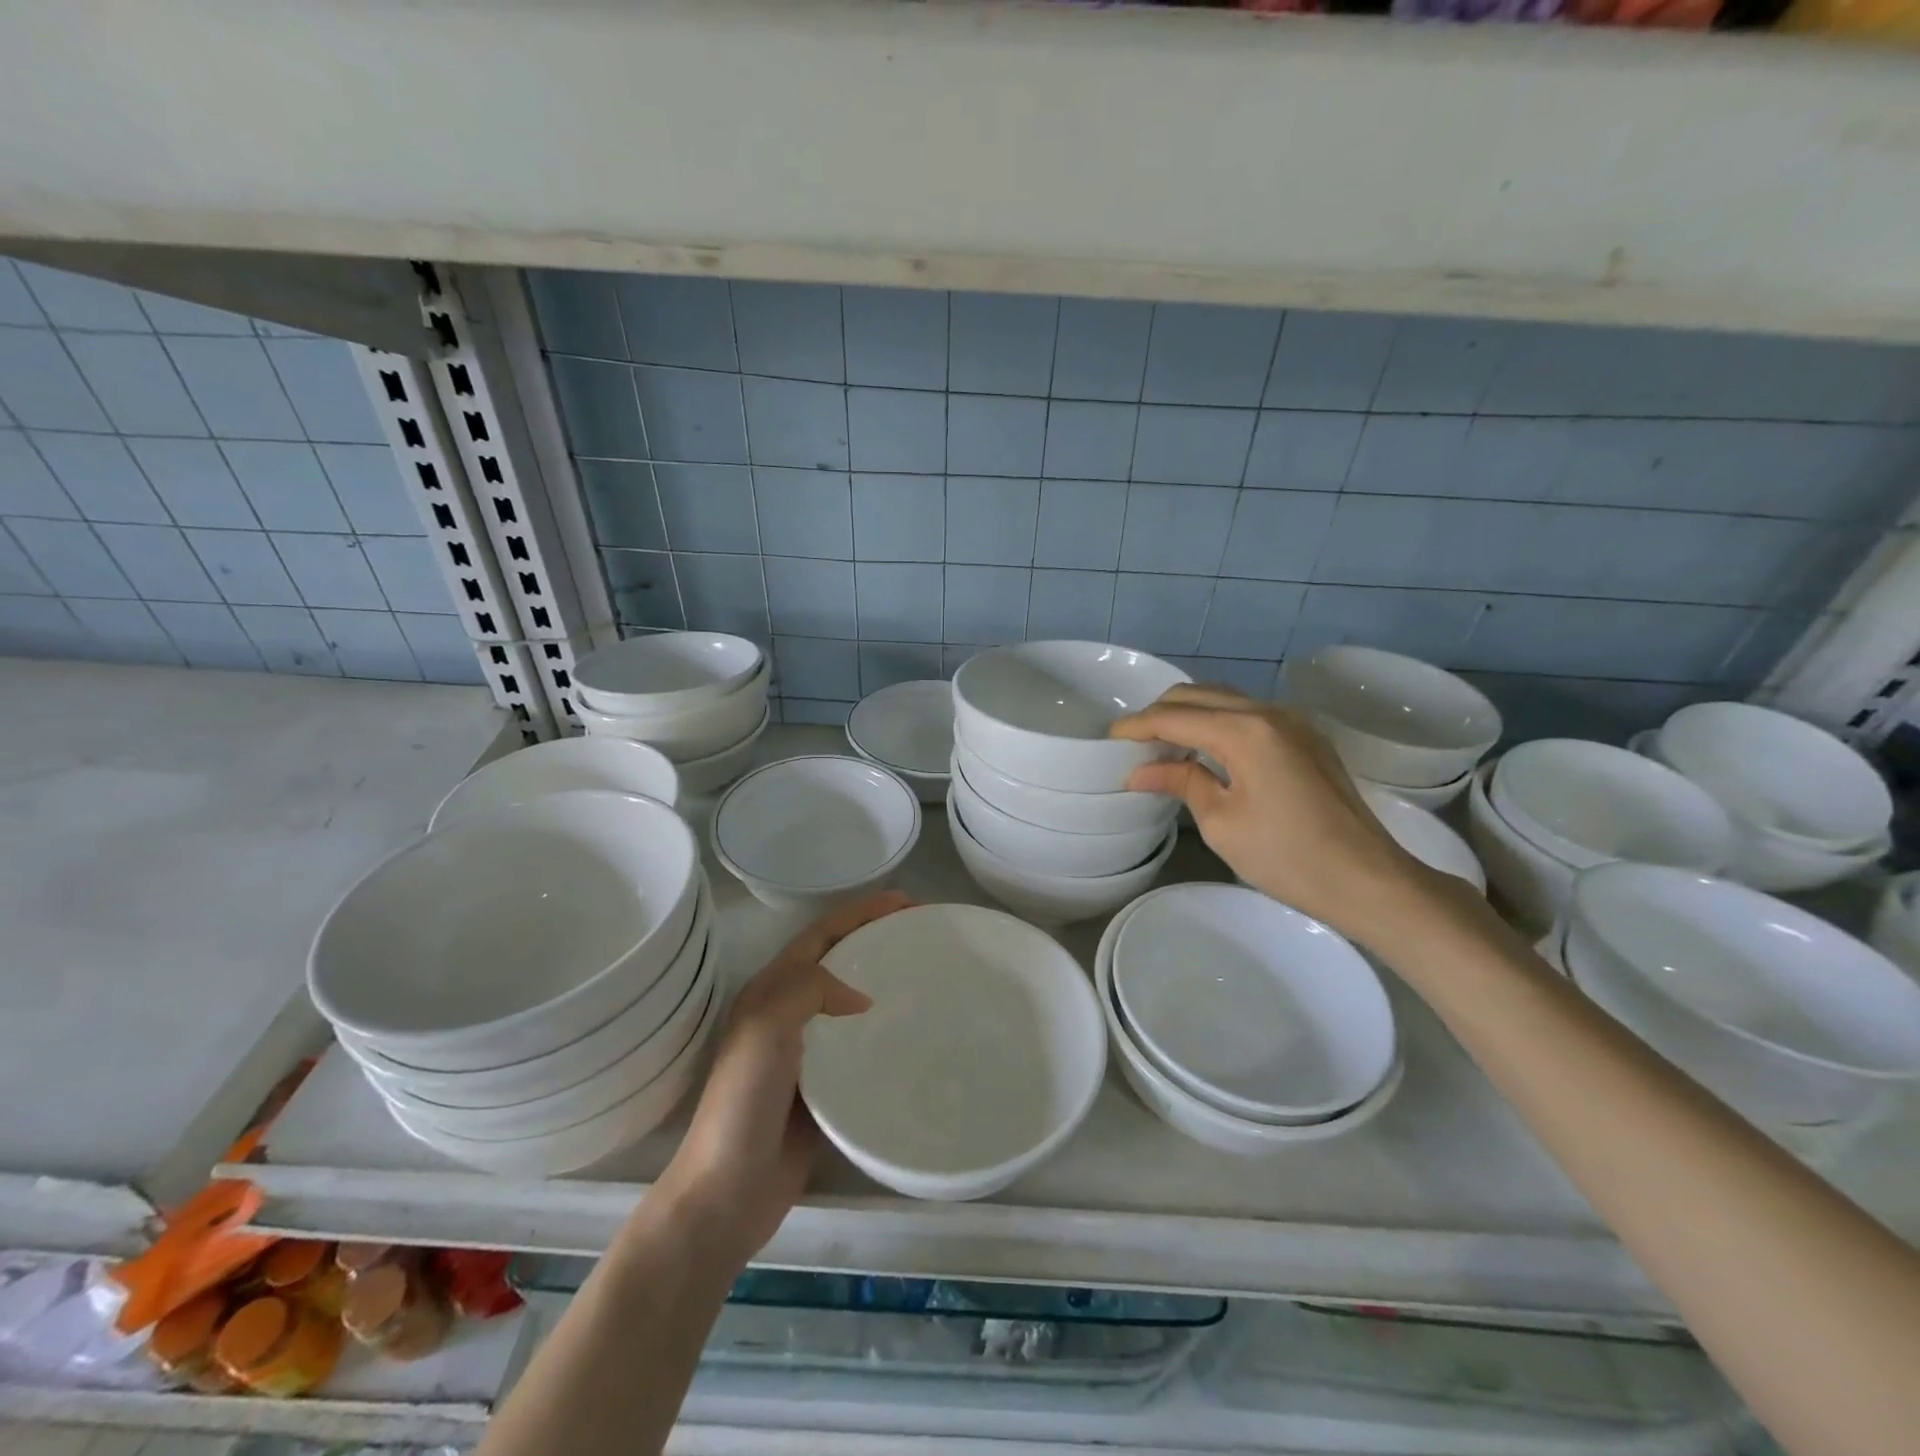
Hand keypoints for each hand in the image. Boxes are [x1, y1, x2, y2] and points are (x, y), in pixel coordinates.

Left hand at [652, 890, 910, 1263]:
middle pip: (838, 961)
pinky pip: (859, 1047)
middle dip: (875, 939)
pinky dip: (884, 1032)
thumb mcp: (767, 1027)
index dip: (861, 912)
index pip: (822, 935)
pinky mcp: (823, 1088)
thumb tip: (862, 998)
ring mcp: (806, 1052)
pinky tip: (913, 1037)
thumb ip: (809, 989)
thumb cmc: (743, 1102)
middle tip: (922, 934)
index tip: (907, 903)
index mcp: (771, 991)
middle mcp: (787, 1013)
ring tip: (926, 977)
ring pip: (850, 1002)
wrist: (727, 1192)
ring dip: (882, 981)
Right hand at [1111, 685, 1439, 943]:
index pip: (1175, 716)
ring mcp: (1293, 722)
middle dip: (1160, 713)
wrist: (1367, 880)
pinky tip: (1205, 750)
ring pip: (1225, 699)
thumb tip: (1141, 771)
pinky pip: (1249, 714)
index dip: (1137, 726)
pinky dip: (1218, 722)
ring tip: (1163, 744)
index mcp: (1245, 731)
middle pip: (1199, 695)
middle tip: (1133, 742)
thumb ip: (1182, 781)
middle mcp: (1269, 712)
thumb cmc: (1287, 857)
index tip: (1109, 739)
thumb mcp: (1221, 822)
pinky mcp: (1306, 738)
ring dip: (1190, 714)